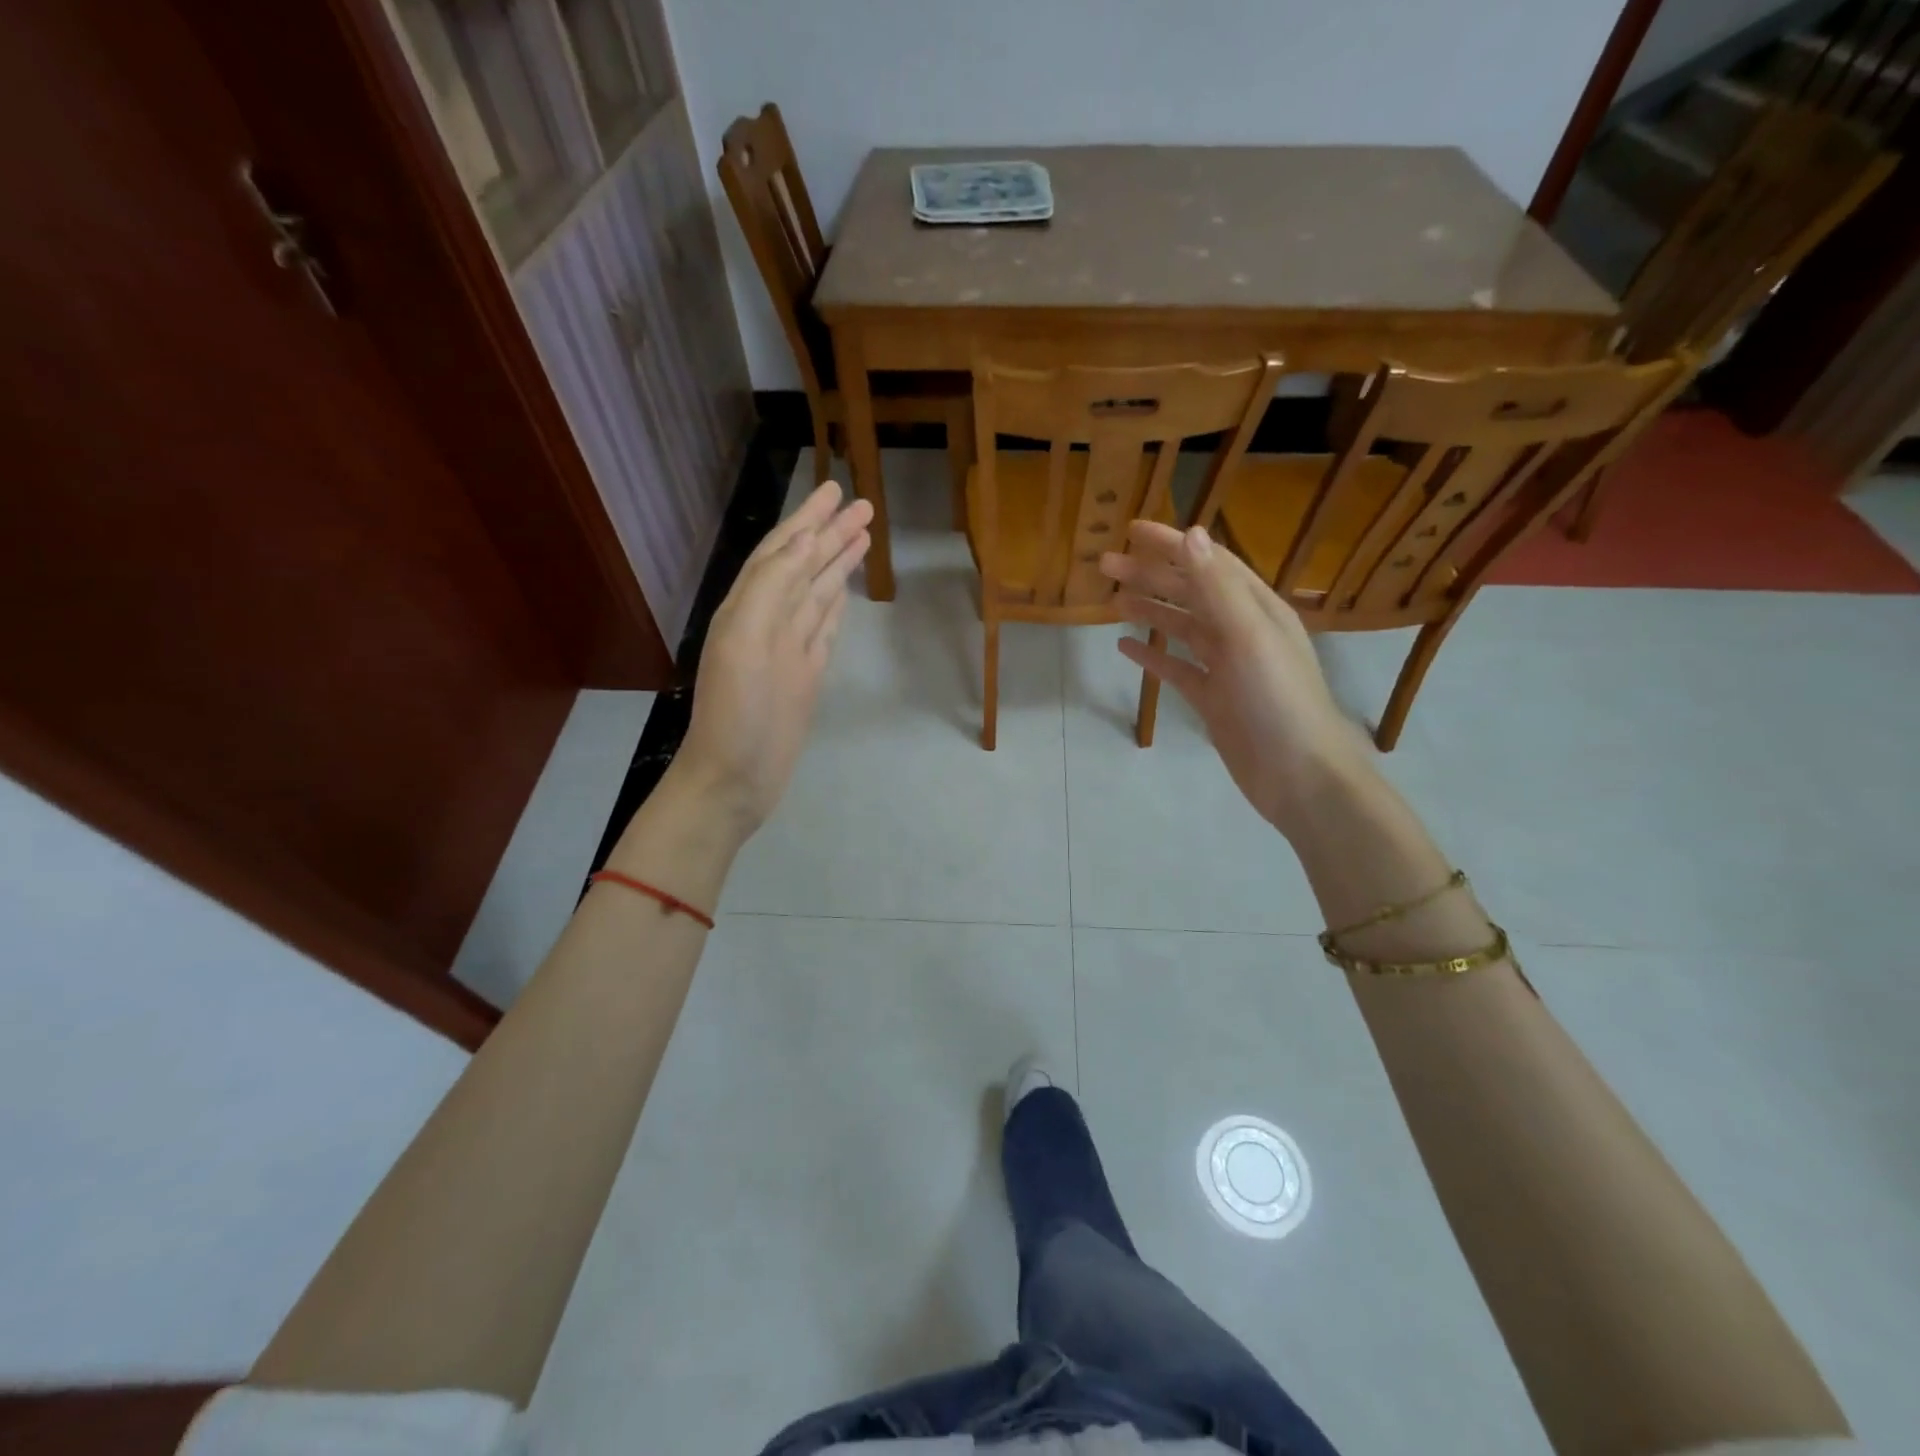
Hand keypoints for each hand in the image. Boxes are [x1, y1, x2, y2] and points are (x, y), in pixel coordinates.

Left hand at [675, 482, 871, 833]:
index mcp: (748, 606)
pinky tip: (845, 589)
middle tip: (863, 505)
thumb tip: (805, 541)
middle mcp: (768, 620)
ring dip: (837, 563)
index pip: (782, 550)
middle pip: (804, 566)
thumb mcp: (746, 640)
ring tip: (864, 535)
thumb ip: (772, 587)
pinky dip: (835, 604)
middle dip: (830, 533)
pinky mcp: (806, 674)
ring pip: (817, 592)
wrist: (735, 778)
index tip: (836, 490)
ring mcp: (789, 648)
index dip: (807, 520)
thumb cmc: (736, 711)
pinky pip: (823, 627)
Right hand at [1100, 521, 1365, 833]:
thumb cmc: (1276, 701)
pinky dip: (1153, 656)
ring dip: (1149, 611)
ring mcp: (1226, 667)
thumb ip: (1217, 588)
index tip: (1131, 530)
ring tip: (1113, 600)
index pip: (1208, 563)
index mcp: (1256, 608)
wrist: (1298, 774)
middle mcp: (1242, 631)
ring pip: (1181, 628)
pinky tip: (1125, 648)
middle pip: (1190, 593)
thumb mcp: (1248, 637)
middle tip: (1105, 565)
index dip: (1171, 544)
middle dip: (1150, 575)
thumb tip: (1192, 533)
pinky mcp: (1212, 699)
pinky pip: (1177, 669)